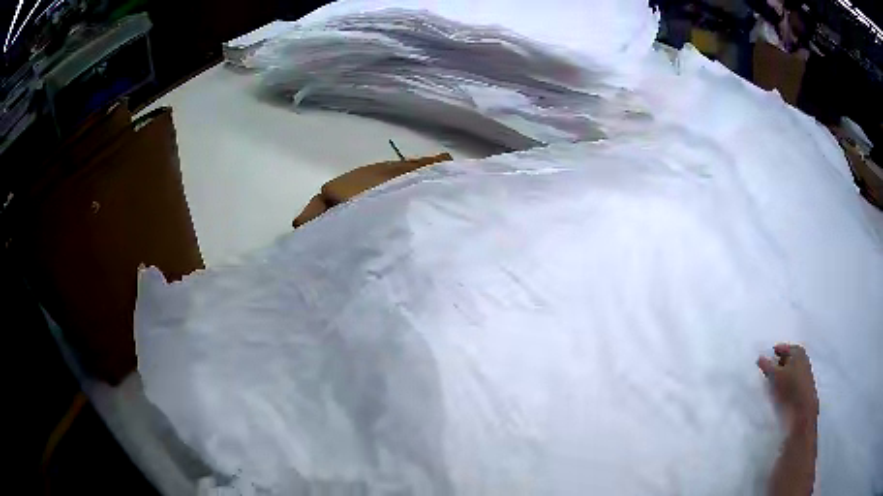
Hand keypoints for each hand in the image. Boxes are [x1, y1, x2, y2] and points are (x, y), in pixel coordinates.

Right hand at [757, 344, 818, 432]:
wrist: (803, 408)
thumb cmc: (790, 387)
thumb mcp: (775, 376)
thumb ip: (767, 366)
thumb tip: (759, 357)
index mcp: (797, 350)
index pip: (782, 348)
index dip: (772, 354)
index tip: (763, 362)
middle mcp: (803, 357)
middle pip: (787, 358)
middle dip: (777, 364)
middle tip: (767, 373)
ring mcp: (805, 370)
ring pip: (790, 369)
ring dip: (782, 374)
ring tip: (773, 384)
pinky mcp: (805, 383)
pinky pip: (793, 378)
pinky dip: (786, 382)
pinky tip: (781, 390)